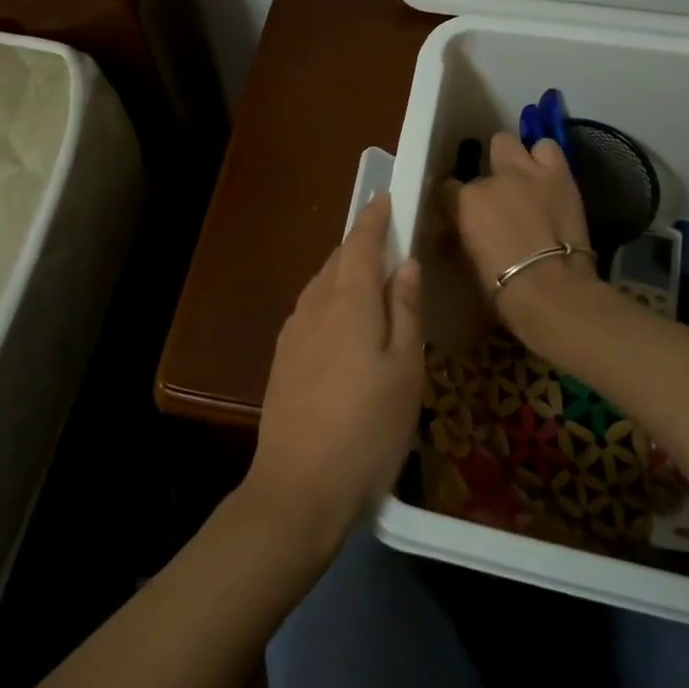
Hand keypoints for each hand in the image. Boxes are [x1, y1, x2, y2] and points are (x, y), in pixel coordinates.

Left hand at [248, 194, 424, 552]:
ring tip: (372, 279)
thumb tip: (406, 264)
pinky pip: (311, 309)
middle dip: (361, 244)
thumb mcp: (405, 371)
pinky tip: (345, 321)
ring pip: (322, 284)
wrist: (299, 489)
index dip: (374, 218)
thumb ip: (406, 311)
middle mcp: (314, 306)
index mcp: (348, 302)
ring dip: (345, 272)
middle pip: (338, 260)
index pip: (360, 243)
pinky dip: (332, 298)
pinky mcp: (283, 358)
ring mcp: (292, 333)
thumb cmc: (367, 429)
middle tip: (390, 242)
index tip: (387, 198)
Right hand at [439, 131, 597, 328]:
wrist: (550, 289)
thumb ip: (462, 234)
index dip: (454, 199)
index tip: (460, 212)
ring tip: (526, 178)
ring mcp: (526, 171)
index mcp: (464, 201)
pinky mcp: (559, 174)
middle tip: (499, 190)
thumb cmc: (502, 288)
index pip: (447, 188)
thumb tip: (457, 229)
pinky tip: (548, 178)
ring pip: (512, 143)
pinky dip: (546, 160)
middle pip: (484, 154)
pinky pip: (548, 149)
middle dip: (491, 167)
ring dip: (519, 158)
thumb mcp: (468, 259)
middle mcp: (492, 178)